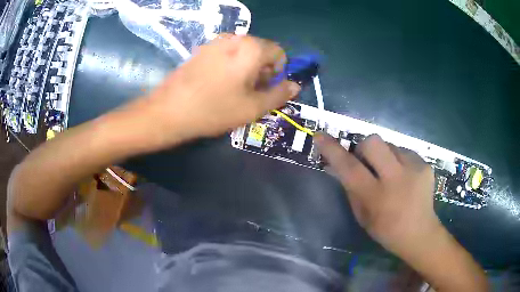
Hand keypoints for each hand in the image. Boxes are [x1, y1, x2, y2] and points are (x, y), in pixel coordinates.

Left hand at [143, 34, 300, 144]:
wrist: (169, 111)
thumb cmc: (215, 109)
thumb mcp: (253, 107)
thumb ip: (279, 94)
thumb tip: (295, 86)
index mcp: (251, 47)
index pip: (279, 52)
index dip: (278, 72)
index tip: (265, 88)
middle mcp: (234, 38)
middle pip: (260, 50)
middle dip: (261, 70)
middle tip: (249, 92)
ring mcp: (215, 42)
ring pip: (242, 52)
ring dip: (245, 68)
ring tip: (232, 90)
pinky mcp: (201, 49)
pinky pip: (226, 53)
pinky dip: (230, 65)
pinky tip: (217, 84)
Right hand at [314, 133, 440, 257]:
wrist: (420, 233)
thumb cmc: (386, 230)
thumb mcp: (362, 215)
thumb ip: (350, 189)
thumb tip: (335, 166)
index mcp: (377, 197)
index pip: (350, 168)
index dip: (333, 151)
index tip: (320, 136)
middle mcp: (397, 179)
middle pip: (373, 142)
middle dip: (364, 147)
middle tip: (367, 161)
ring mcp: (415, 169)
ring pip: (390, 144)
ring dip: (384, 155)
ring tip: (390, 173)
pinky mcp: (425, 164)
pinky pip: (404, 151)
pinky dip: (399, 160)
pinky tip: (405, 177)